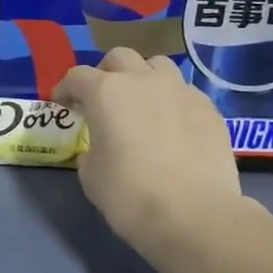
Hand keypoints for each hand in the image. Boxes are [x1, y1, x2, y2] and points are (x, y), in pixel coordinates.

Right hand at [53, 49, 244, 251]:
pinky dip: (172, 102)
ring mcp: (181, 90)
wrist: (194, 215)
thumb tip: (100, 146)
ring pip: (157, 66)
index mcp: (106, 92)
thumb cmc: (130, 195)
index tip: (63, 104)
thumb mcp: (91, 175)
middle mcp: (143, 80)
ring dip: (144, 78)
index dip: (65, 89)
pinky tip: (173, 128)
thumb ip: (90, 150)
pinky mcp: (209, 108)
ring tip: (143, 105)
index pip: (77, 76)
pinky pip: (184, 93)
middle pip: (120, 58)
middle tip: (103, 99)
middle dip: (106, 73)